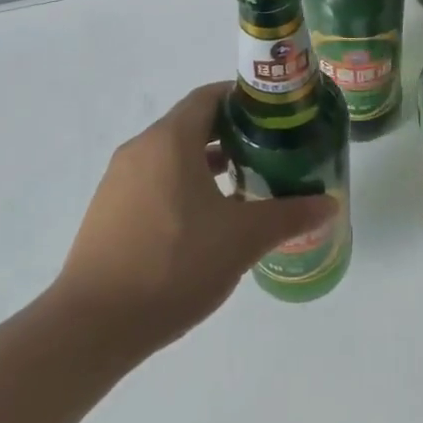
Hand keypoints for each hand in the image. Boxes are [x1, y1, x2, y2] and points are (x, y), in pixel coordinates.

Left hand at [54, 82, 337, 352]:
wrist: (93, 325)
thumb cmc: (174, 265)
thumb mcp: (242, 239)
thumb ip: (289, 216)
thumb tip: (329, 204)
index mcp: (170, 140)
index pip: (209, 97)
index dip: (243, 100)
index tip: (276, 117)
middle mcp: (140, 149)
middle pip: (191, 124)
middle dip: (231, 133)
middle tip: (269, 151)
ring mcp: (118, 180)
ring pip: (171, 155)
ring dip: (206, 162)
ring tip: (243, 185)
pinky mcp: (108, 210)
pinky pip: (153, 180)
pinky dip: (182, 184)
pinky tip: (204, 221)